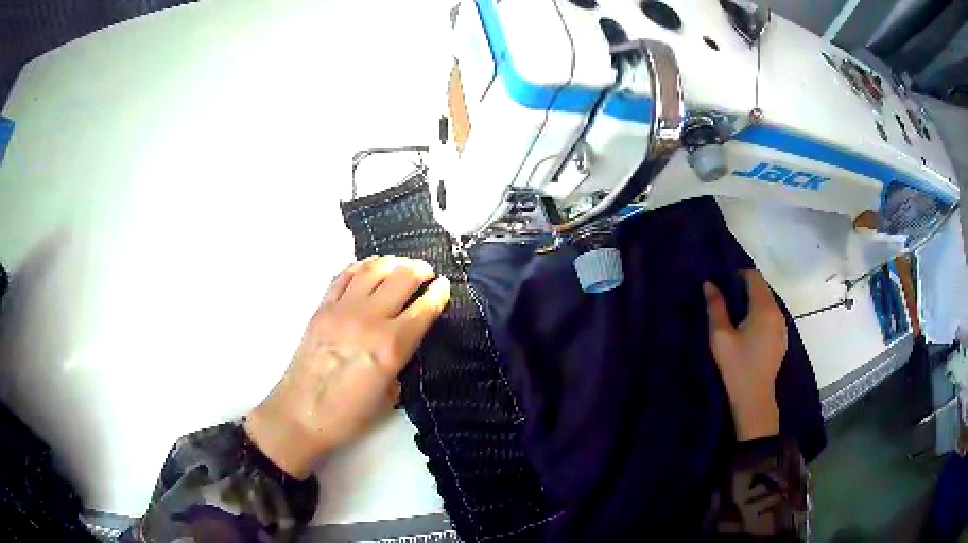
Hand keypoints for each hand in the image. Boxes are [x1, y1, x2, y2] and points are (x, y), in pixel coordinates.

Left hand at [244, 256, 450, 478]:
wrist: (300, 415)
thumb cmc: (348, 416)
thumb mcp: (389, 396)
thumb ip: (400, 364)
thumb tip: (404, 344)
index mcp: (391, 346)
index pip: (424, 308)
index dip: (439, 293)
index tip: (445, 286)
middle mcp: (369, 320)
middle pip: (401, 277)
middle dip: (420, 270)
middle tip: (427, 273)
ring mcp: (342, 310)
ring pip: (372, 268)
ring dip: (392, 262)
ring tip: (401, 264)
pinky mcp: (321, 308)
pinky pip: (343, 276)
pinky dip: (360, 266)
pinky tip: (368, 268)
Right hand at [704, 270, 786, 441]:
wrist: (754, 400)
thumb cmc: (736, 367)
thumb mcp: (720, 337)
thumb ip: (715, 307)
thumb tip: (709, 284)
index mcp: (764, 308)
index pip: (754, 276)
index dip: (738, 274)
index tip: (723, 285)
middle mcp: (778, 312)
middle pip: (762, 288)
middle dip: (744, 288)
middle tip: (725, 300)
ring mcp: (782, 327)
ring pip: (768, 303)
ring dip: (752, 302)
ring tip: (735, 316)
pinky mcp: (781, 339)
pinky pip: (771, 317)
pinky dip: (759, 315)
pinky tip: (747, 332)